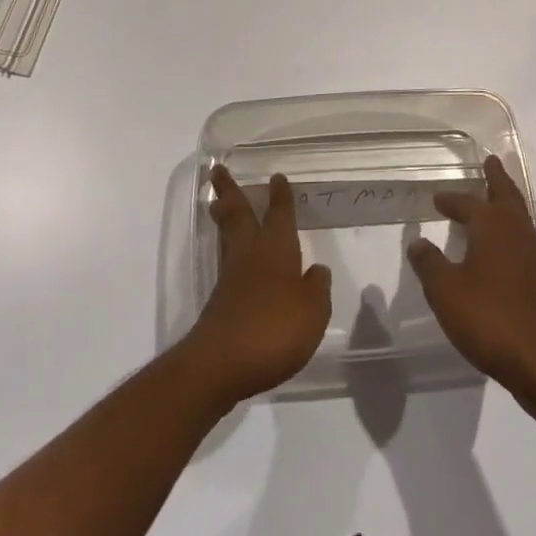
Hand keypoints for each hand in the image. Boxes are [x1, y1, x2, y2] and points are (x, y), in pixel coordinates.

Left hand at [180, 166, 331, 406]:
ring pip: (227, 236)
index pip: (279, 215)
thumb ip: (317, 288)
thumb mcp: (312, 311)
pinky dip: (227, 250)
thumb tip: (316, 270)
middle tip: (217, 170)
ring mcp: (230, 279)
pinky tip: (234, 259)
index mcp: (276, 250)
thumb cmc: (274, 329)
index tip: (276, 177)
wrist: (221, 365)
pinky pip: (225, 264)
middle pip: (238, 215)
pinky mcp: (219, 304)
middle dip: (230, 191)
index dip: (280, 196)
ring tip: (218, 203)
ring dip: (223, 216)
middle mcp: (250, 255)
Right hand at [408, 156, 535, 397]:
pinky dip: (513, 227)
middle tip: (490, 162)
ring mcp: (534, 252)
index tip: (437, 198)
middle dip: (496, 177)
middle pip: (506, 194)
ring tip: (495, 198)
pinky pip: (525, 236)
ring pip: (519, 214)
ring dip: (506, 201)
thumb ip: (429, 264)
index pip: (467, 203)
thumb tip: (417, 242)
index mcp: (492, 225)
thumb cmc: (488, 318)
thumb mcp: (445, 291)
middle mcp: (516, 229)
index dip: (451, 200)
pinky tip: (504, 244)